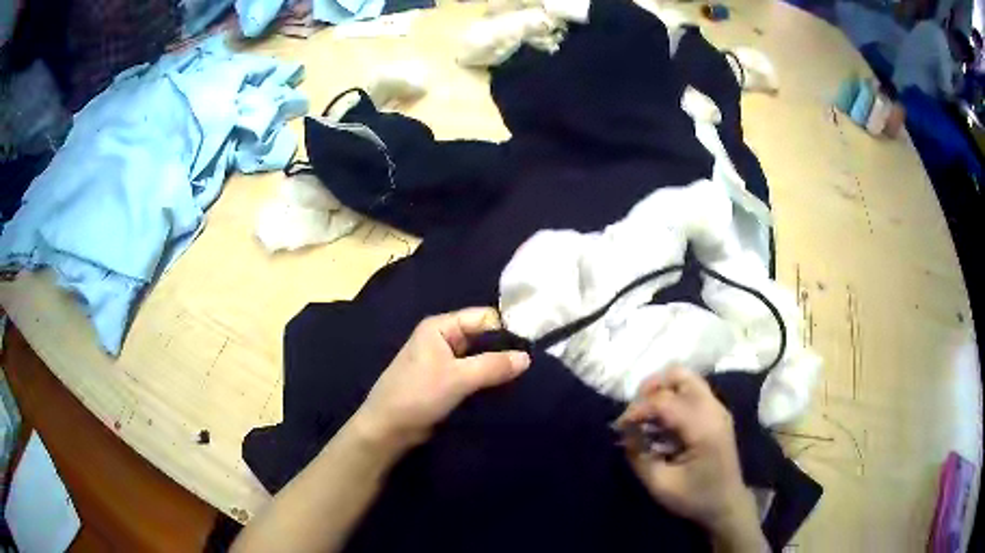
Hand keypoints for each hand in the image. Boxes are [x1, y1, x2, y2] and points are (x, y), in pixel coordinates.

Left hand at [354, 307, 530, 452]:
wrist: (388, 429)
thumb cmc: (418, 395)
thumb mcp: (457, 378)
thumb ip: (493, 366)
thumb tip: (527, 357)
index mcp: (440, 327)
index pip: (483, 317)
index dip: (507, 330)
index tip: (532, 347)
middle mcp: (442, 339)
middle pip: (482, 337)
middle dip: (504, 350)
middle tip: (532, 365)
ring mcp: (443, 361)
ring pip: (479, 358)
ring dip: (497, 367)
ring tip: (524, 378)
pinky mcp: (445, 381)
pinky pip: (472, 374)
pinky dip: (487, 380)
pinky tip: (506, 389)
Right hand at [615, 369, 765, 550]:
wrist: (727, 503)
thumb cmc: (695, 497)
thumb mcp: (661, 485)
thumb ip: (639, 456)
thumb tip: (624, 432)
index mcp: (703, 427)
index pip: (664, 401)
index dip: (637, 409)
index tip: (619, 427)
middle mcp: (713, 409)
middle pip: (679, 375)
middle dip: (651, 387)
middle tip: (634, 412)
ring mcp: (717, 408)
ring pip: (686, 378)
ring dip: (661, 390)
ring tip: (646, 415)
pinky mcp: (716, 412)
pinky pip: (691, 390)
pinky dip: (672, 397)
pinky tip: (662, 422)